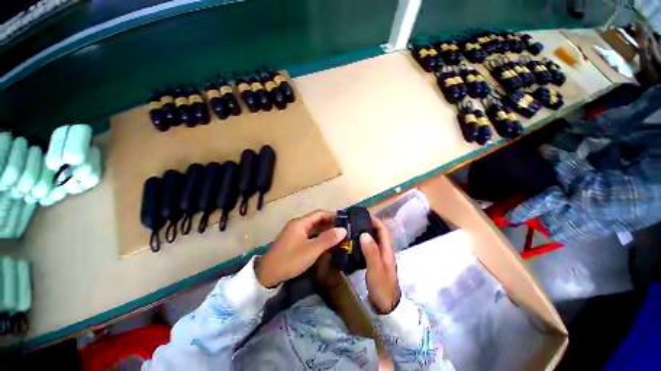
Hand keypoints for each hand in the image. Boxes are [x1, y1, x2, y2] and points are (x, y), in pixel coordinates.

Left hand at [256, 210, 346, 287]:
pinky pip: (308, 236)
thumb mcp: (311, 249)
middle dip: (329, 224)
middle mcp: (297, 225)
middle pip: (316, 220)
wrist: (267, 275)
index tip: (343, 221)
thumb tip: (343, 230)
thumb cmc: (290, 259)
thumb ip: (328, 239)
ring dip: (324, 232)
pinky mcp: (293, 242)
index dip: (332, 215)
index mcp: (300, 223)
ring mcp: (294, 234)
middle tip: (342, 230)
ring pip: (312, 229)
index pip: (319, 214)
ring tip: (337, 237)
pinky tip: (325, 244)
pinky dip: (318, 238)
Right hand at [361, 216, 400, 314]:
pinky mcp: (374, 262)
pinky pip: (369, 247)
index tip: (363, 214)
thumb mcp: (376, 270)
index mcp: (387, 250)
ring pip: (373, 240)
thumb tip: (364, 233)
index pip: (383, 230)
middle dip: (369, 224)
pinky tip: (353, 243)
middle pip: (378, 233)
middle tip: (354, 220)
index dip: (375, 220)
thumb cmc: (382, 288)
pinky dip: (362, 242)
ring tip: (352, 228)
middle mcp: (384, 251)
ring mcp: (380, 257)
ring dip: (365, 232)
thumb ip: (371, 252)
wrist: (386, 307)